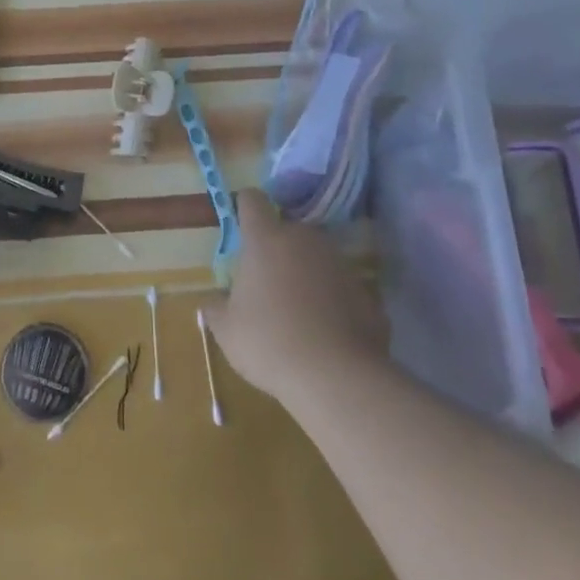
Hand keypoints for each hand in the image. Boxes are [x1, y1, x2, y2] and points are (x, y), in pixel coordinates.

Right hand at [206, 191, 389, 404]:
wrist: (337, 377)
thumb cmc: (269, 343)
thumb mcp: (227, 331)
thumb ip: (216, 309)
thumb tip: (212, 302)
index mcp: (265, 240)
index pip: (253, 201)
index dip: (245, 206)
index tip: (241, 222)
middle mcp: (304, 240)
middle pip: (288, 230)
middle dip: (277, 248)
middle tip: (267, 282)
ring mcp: (339, 263)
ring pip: (317, 257)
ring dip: (306, 273)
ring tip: (298, 310)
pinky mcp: (366, 290)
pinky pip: (340, 286)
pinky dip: (332, 300)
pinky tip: (325, 331)